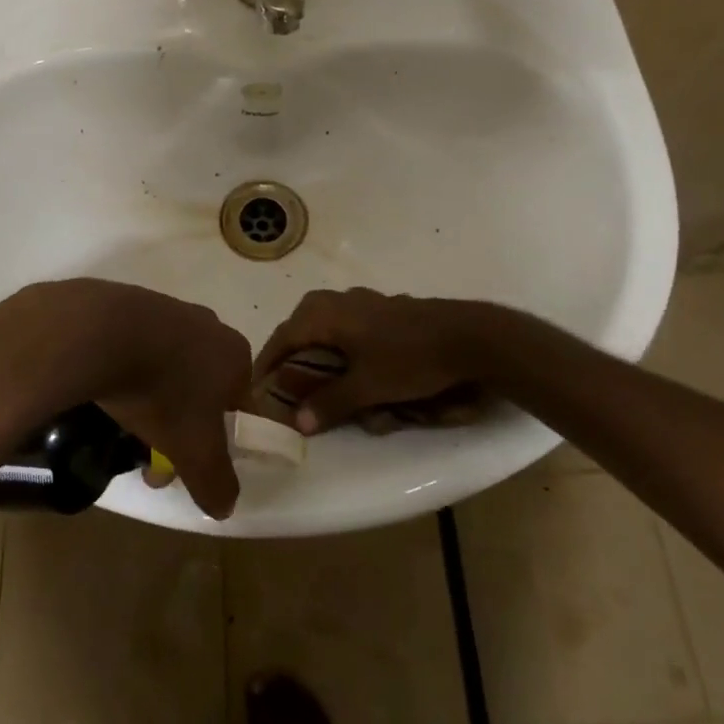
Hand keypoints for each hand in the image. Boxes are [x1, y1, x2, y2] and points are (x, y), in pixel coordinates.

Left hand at [3, 280, 250, 518]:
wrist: (103, 333)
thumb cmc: (163, 392)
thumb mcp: (194, 451)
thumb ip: (216, 481)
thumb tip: (226, 507)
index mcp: (236, 355)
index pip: (240, 405)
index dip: (219, 442)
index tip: (190, 465)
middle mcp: (211, 327)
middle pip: (203, 389)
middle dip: (181, 427)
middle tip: (152, 458)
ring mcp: (171, 311)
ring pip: (171, 370)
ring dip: (155, 403)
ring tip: (125, 431)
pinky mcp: (133, 305)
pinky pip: (141, 349)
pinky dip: (131, 373)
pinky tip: (110, 392)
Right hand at [254, 288, 543, 433]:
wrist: (467, 336)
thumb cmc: (409, 359)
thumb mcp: (368, 388)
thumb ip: (330, 403)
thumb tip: (298, 422)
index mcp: (324, 314)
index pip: (282, 338)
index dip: (267, 364)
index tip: (256, 387)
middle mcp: (337, 300)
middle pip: (301, 328)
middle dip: (292, 356)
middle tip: (287, 385)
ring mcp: (362, 302)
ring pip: (325, 325)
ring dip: (318, 351)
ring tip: (317, 380)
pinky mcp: (383, 310)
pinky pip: (348, 326)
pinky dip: (341, 347)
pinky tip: (355, 367)